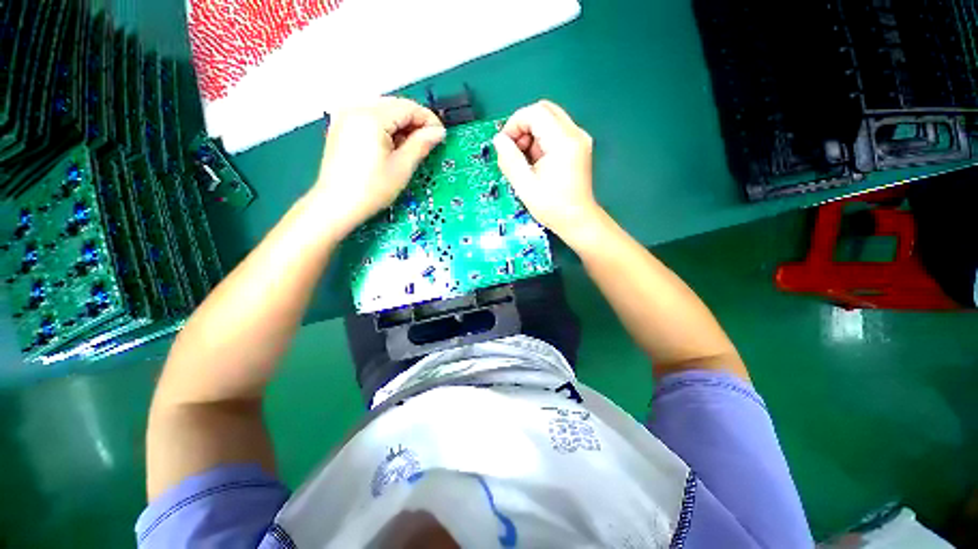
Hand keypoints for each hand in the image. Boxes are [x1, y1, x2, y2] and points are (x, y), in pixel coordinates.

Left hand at [311, 97, 445, 236]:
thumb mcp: (402, 167)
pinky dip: (385, 128)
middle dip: (415, 122)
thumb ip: (421, 145)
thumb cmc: (370, 189)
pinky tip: (391, 147)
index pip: (408, 107)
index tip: (440, 135)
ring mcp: (345, 116)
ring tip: (410, 148)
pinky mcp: (341, 126)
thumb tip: (437, 132)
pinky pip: (370, 118)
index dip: (428, 120)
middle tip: (428, 143)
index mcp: (372, 117)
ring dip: (401, 126)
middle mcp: (356, 109)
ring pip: (383, 111)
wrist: (336, 204)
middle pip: (395, 106)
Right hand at [493, 100, 601, 243]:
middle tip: (514, 151)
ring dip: (532, 135)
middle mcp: (575, 134)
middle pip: (543, 111)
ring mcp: (579, 139)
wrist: (578, 221)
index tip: (505, 145)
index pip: (535, 113)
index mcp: (563, 142)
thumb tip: (499, 140)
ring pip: (549, 120)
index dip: (515, 124)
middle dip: (523, 127)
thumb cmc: (552, 207)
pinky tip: (536, 163)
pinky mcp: (578, 147)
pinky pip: (555, 133)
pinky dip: (541, 142)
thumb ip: (509, 159)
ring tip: (525, 161)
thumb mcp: (525, 185)